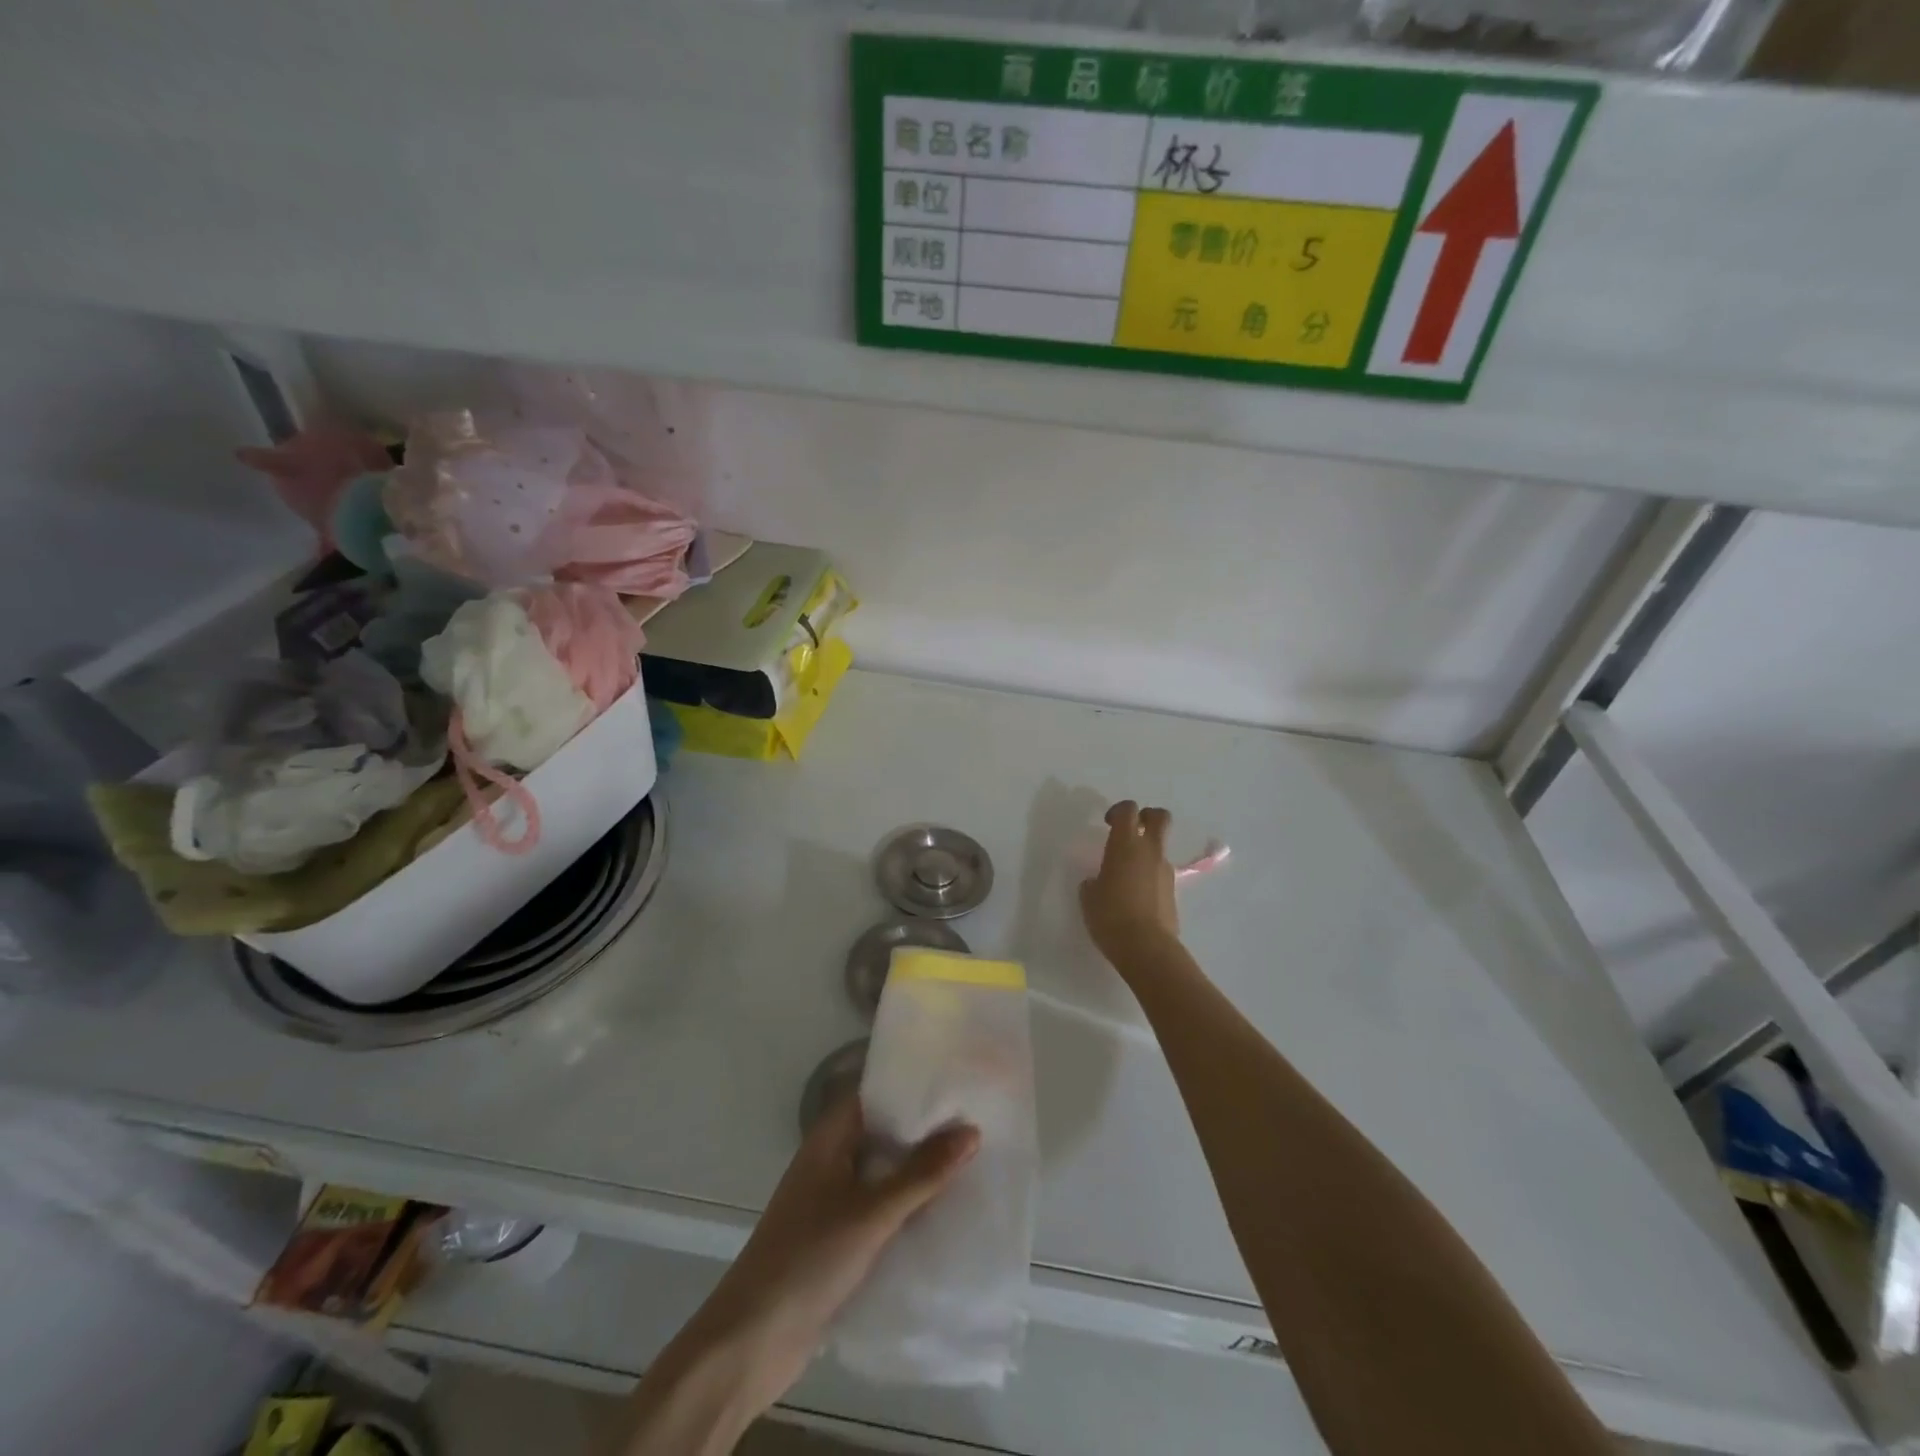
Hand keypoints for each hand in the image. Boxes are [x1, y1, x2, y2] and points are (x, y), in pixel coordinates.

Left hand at [662, 1097, 978, 1430]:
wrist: (752, 1341)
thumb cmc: (809, 1259)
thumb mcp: (872, 1212)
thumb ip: (922, 1173)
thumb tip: (970, 1130)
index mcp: (829, 1139)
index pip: (876, 1094)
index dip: (913, 1086)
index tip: (957, 1081)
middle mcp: (831, 1161)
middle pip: (884, 1134)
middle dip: (925, 1131)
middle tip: (978, 1119)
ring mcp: (833, 1201)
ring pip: (885, 1174)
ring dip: (920, 1172)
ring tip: (975, 1160)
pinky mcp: (840, 1240)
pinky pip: (882, 1210)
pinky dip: (909, 1208)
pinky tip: (947, 1212)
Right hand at [1080, 800, 1180, 975]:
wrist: (1146, 947)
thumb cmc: (1110, 916)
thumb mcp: (1089, 896)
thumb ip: (1093, 881)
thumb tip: (1097, 881)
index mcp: (1125, 845)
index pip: (1128, 810)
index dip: (1118, 810)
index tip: (1108, 823)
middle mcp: (1149, 851)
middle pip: (1159, 817)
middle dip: (1146, 817)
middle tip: (1130, 830)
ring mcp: (1165, 871)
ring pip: (1159, 848)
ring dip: (1146, 852)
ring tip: (1126, 876)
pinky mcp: (1173, 891)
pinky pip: (1160, 873)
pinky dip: (1149, 875)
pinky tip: (1135, 897)